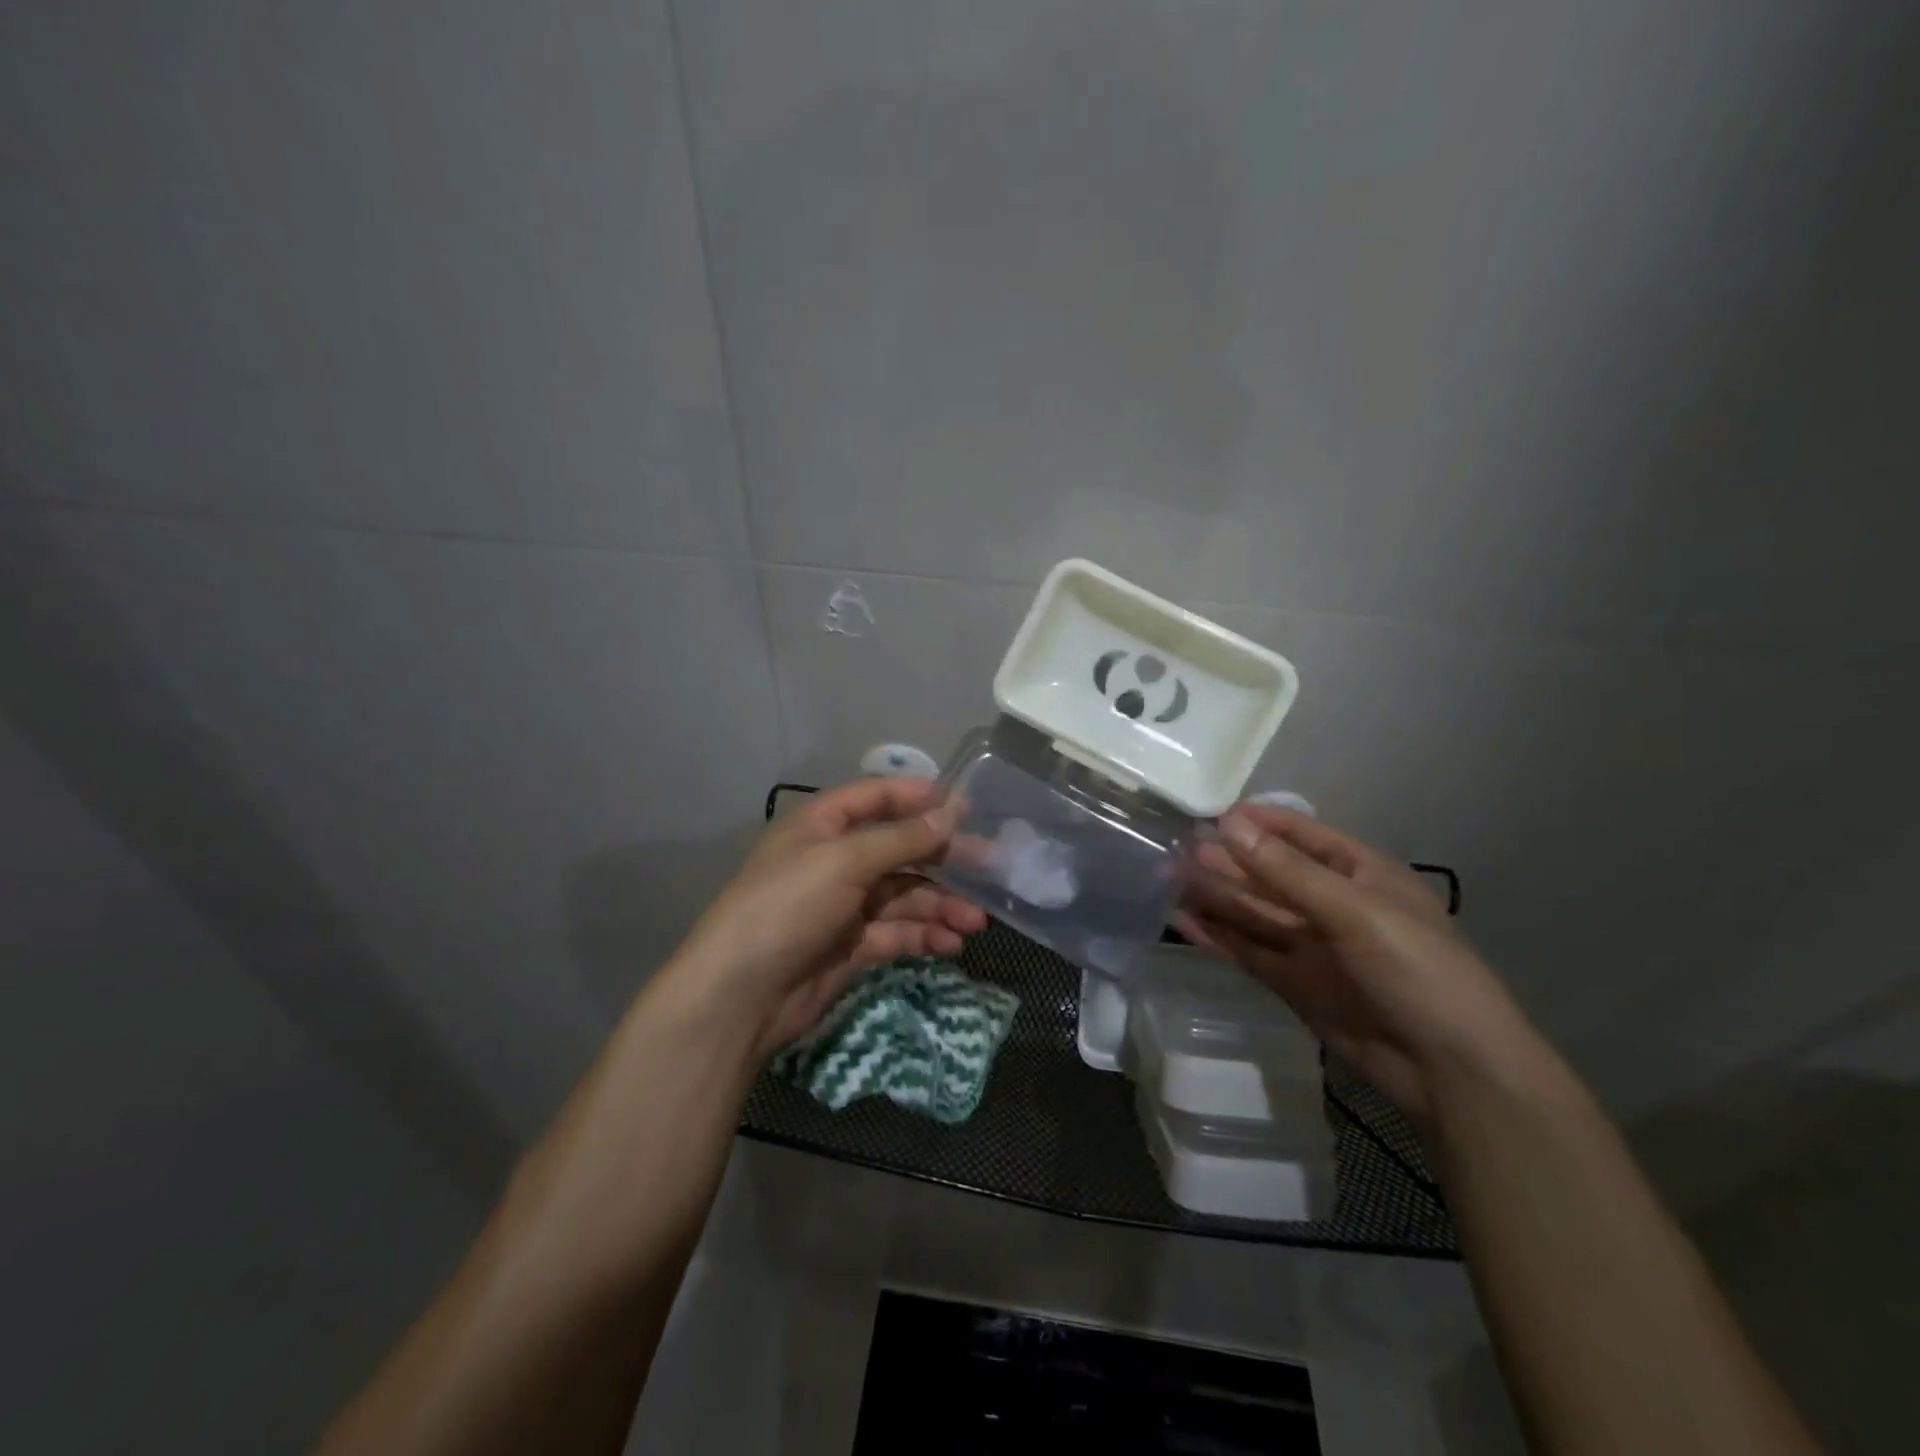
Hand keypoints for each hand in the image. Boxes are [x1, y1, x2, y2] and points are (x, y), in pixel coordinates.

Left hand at [669, 778, 987, 1055]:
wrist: (739, 996)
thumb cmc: (787, 907)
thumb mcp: (843, 862)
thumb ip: (900, 839)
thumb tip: (950, 815)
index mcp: (822, 826)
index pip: (876, 798)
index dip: (919, 797)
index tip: (966, 806)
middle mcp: (835, 860)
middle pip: (899, 849)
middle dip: (943, 858)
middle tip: (991, 866)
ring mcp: (844, 905)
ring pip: (904, 895)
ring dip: (941, 904)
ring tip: (977, 920)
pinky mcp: (852, 946)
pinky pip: (897, 932)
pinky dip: (924, 935)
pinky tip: (951, 943)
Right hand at [1172, 805, 1539, 1125]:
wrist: (1451, 1072)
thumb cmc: (1418, 971)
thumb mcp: (1355, 912)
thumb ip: (1287, 872)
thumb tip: (1228, 824)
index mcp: (1359, 873)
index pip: (1299, 833)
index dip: (1255, 821)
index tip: (1204, 812)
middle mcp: (1331, 903)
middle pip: (1267, 873)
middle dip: (1224, 859)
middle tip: (1171, 847)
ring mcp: (1311, 945)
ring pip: (1252, 912)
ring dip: (1213, 895)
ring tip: (1164, 878)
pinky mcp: (1293, 983)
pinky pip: (1248, 951)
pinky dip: (1216, 936)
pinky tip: (1181, 921)